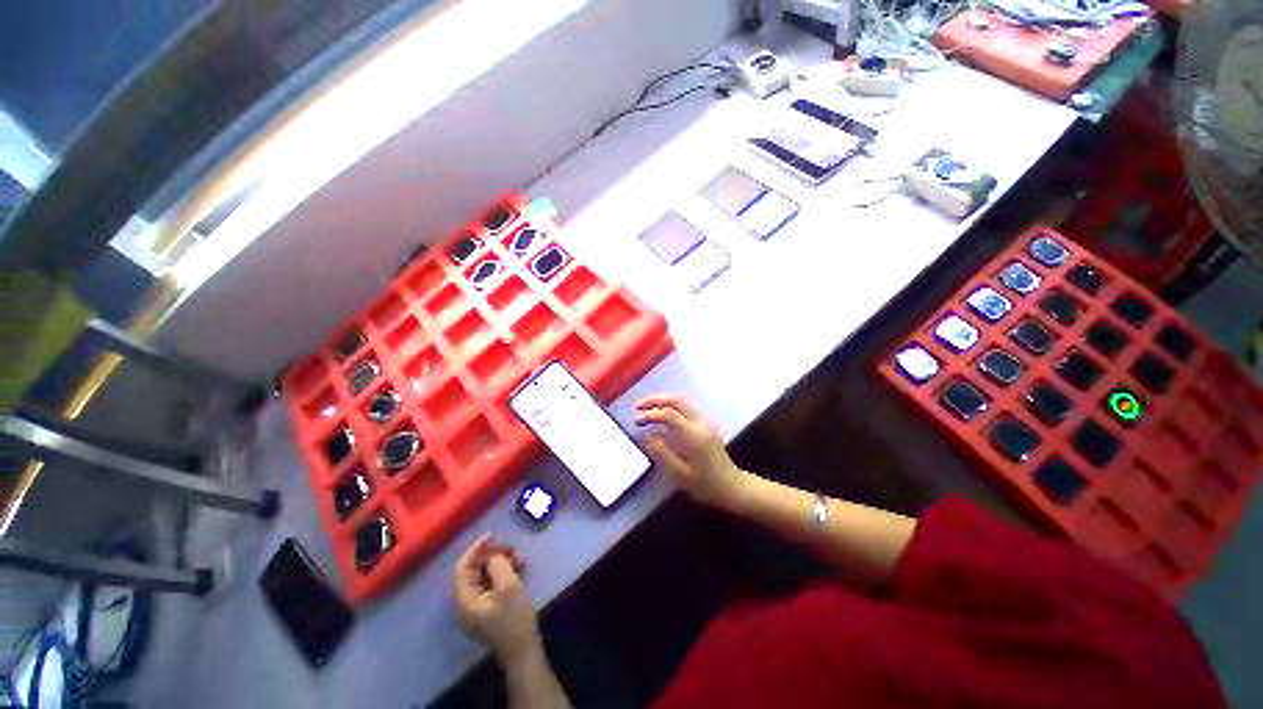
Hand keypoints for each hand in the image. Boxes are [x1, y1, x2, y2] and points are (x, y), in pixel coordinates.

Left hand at [454, 535, 539, 664]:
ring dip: (501, 564)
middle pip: (474, 572)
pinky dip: (504, 574)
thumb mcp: (508, 587)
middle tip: (511, 546)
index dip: (476, 549)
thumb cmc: (513, 619)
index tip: (492, 535)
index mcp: (465, 599)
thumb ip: (498, 566)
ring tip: (520, 555)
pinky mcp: (491, 611)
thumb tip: (494, 556)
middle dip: (492, 555)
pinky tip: (520, 567)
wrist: (523, 652)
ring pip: (485, 578)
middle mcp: (467, 603)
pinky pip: (493, 586)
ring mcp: (479, 609)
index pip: (463, 568)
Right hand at [635, 395, 750, 510]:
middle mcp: (700, 423)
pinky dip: (670, 407)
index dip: (651, 414)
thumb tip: (646, 436)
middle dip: (655, 400)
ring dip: (662, 402)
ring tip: (645, 409)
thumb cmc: (705, 485)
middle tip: (638, 406)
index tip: (636, 420)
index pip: (669, 414)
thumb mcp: (680, 474)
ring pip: (681, 402)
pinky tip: (660, 415)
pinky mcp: (705, 425)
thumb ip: (662, 453)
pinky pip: (685, 409)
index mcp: (694, 434)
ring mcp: (704, 422)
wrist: (732, 487)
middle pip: (676, 401)